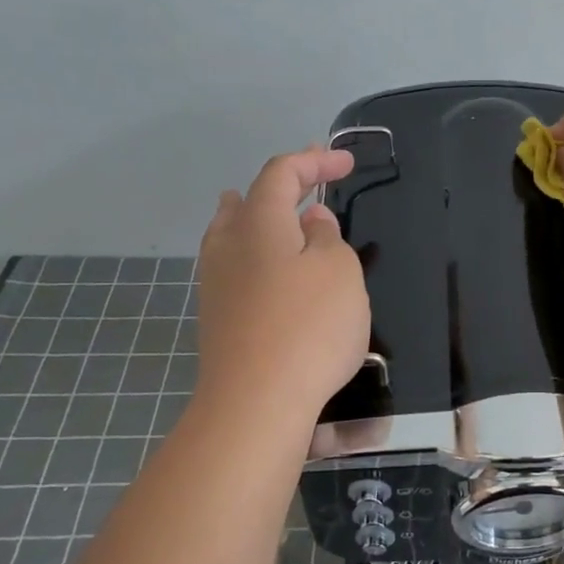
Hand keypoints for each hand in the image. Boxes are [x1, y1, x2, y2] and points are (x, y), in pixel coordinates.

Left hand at [196, 146, 370, 420]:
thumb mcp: (339, 271)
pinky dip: (256, 254)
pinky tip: (270, 270)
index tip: (347, 163)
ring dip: (259, 218)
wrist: (257, 403)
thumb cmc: (308, 326)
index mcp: (259, 222)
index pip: (282, 173)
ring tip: (276, 213)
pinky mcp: (218, 318)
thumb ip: (327, 237)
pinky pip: (235, 267)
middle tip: (309, 182)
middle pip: (247, 201)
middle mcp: (229, 245)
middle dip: (281, 187)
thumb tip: (311, 222)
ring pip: (233, 234)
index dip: (314, 161)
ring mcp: (217, 284)